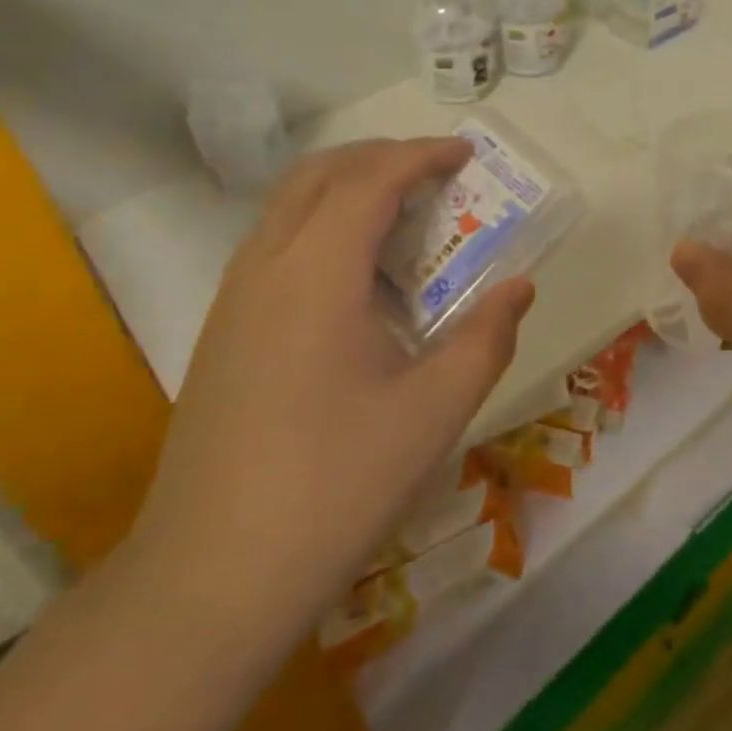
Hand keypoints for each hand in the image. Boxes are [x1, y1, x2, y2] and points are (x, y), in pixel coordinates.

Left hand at [125, 137, 534, 638]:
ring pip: (288, 208)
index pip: (370, 181)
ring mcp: (233, 300)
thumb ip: (486, 338)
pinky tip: (359, 282)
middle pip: (318, 175)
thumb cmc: (336, 485)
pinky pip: (275, 246)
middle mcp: (265, 269)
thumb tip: (519, 288)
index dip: (421, 156)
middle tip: (435, 174)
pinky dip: (322, 228)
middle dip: (379, 158)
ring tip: (405, 220)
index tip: (466, 154)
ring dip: (347, 191)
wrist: (213, 576)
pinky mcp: (222, 333)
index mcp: (316, 275)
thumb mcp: (435, 411)